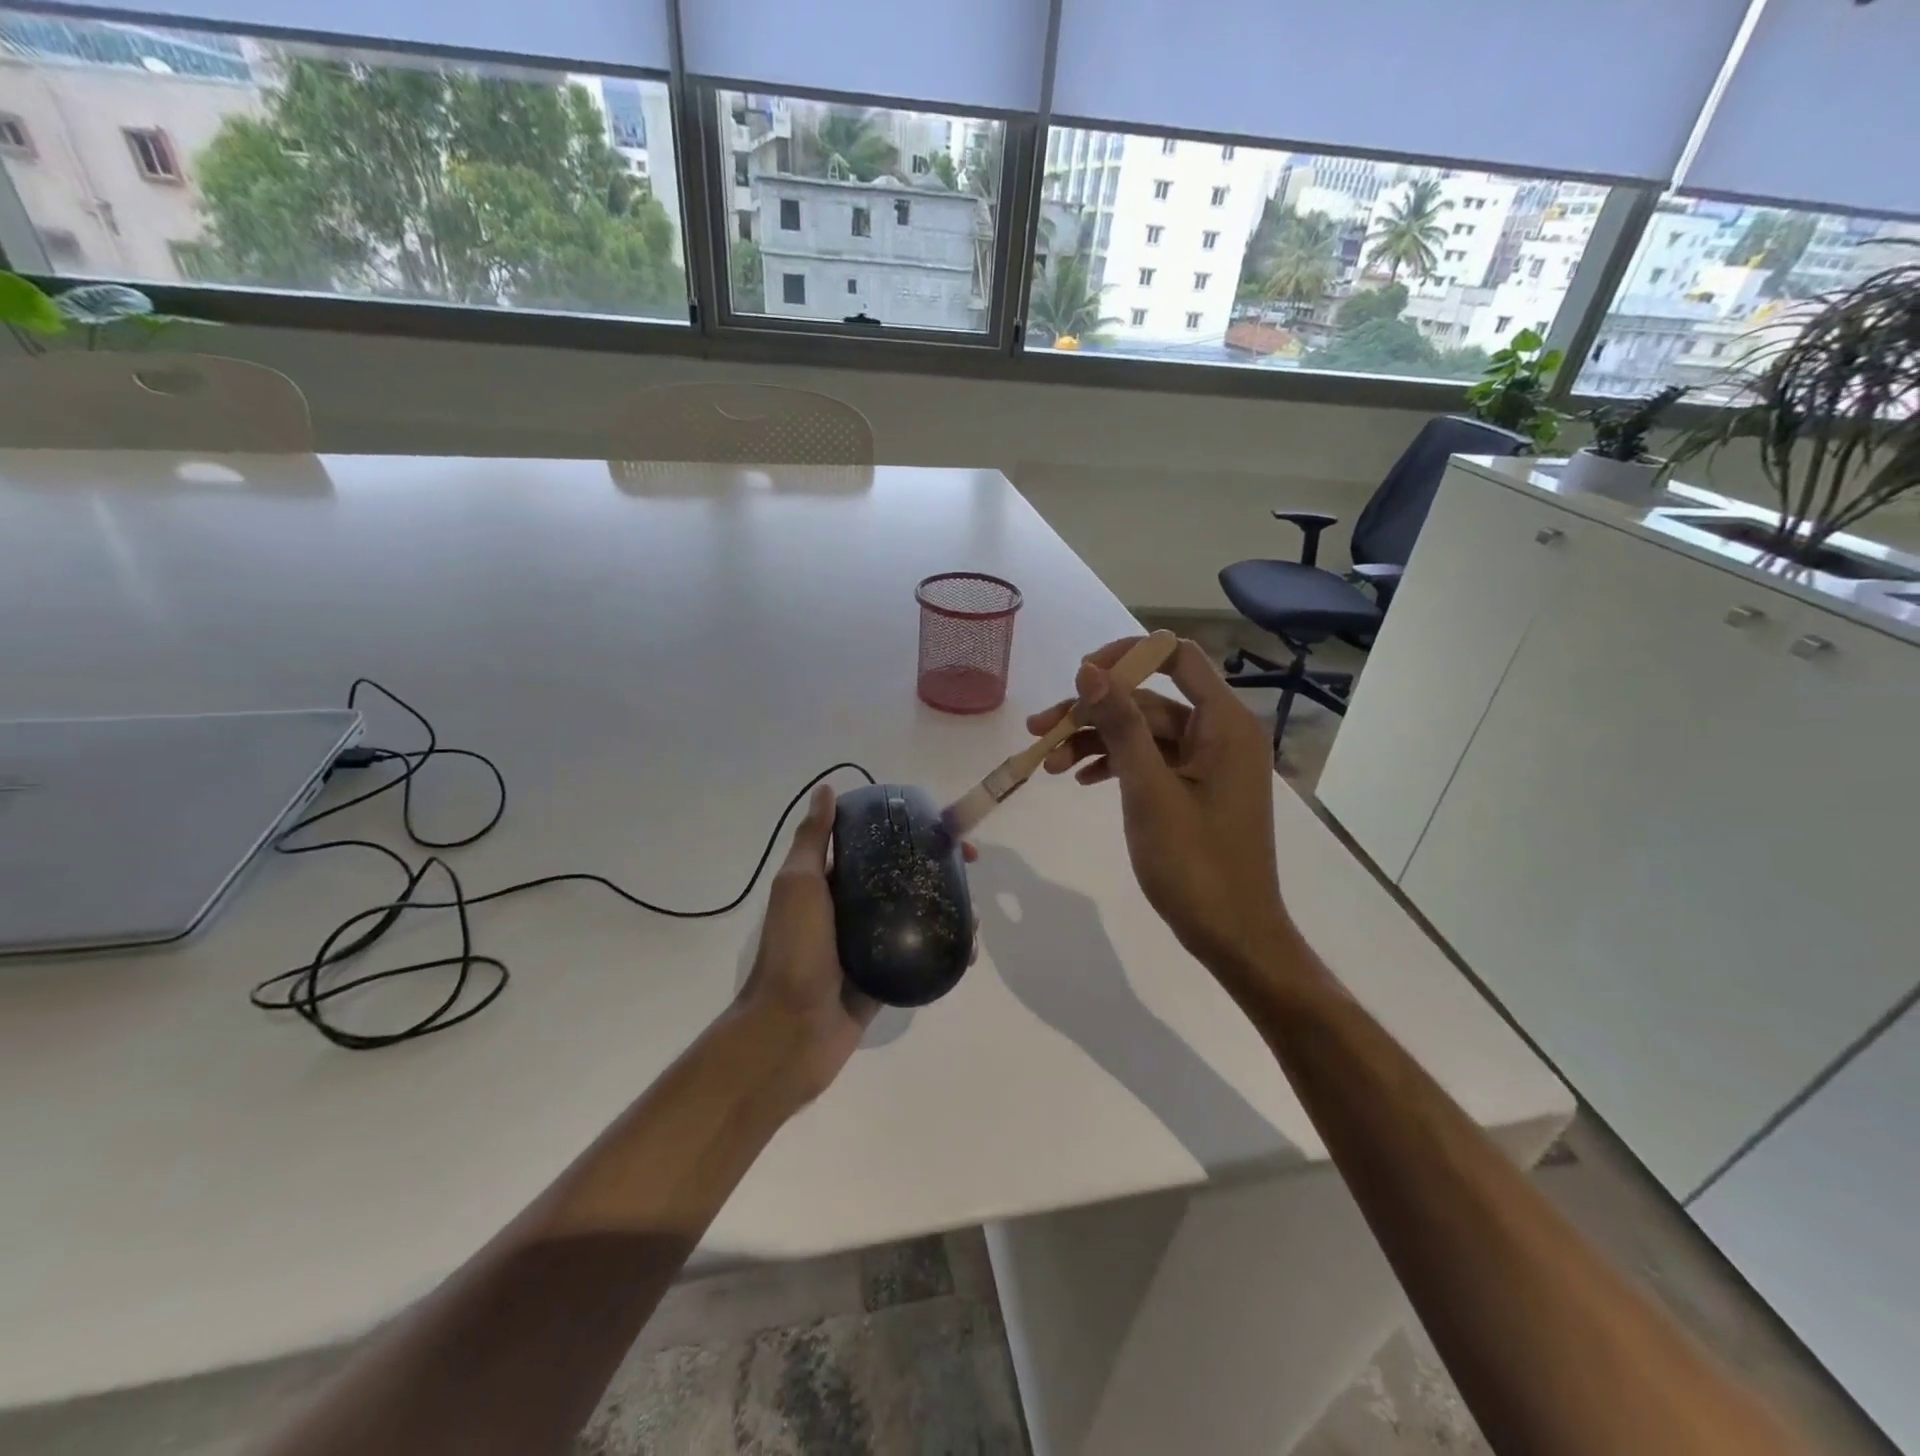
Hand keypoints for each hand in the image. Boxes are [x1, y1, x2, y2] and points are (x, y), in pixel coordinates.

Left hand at [734, 784, 975, 1105]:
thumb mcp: (799, 885)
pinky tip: (967, 950)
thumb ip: (814, 840)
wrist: (790, 1032)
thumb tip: (826, 789)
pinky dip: (948, 948)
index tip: (944, 829)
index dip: (913, 831)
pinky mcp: (888, 975)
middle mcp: (854, 906)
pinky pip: (923, 953)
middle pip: (906, 876)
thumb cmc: (794, 951)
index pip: (878, 844)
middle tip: (970, 869)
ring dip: (951, 908)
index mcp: (832, 881)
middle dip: (941, 868)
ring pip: (919, 914)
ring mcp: (873, 942)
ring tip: (974, 917)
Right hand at [1026, 637, 1294, 987]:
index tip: (1079, 678)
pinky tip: (1081, 779)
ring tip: (1049, 765)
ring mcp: (1208, 763)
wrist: (1234, 936)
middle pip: (1148, 701)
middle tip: (1039, 731)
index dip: (1125, 657)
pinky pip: (1150, 761)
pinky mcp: (1195, 789)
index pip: (1175, 657)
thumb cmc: (1196, 865)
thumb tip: (1089, 669)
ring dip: (1096, 742)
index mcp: (1224, 724)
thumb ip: (1120, 726)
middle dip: (1093, 713)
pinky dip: (1116, 765)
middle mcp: (1220, 733)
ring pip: (1143, 734)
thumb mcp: (1149, 792)